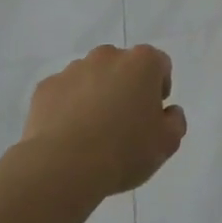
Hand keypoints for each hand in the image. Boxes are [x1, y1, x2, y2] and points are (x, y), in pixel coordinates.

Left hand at [21, 45, 187, 196]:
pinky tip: (69, 135)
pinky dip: (68, 106)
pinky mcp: (46, 87)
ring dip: (96, 94)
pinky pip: (64, 93)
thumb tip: (169, 112)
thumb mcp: (167, 143)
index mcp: (142, 63)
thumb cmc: (125, 150)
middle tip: (124, 122)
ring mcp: (73, 69)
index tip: (153, 113)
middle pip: (123, 66)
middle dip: (126, 87)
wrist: (64, 166)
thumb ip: (175, 121)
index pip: (160, 64)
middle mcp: (107, 56)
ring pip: (91, 77)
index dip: (160, 87)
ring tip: (93, 131)